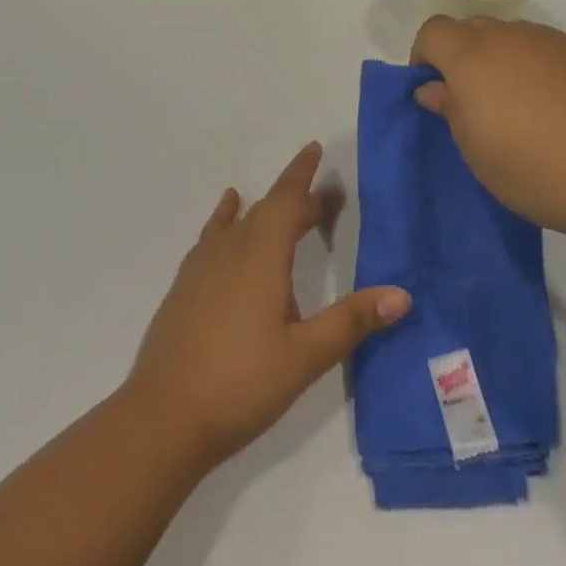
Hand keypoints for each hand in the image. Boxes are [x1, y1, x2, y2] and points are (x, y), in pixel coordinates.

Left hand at [126, 143, 411, 466]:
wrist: (163, 416)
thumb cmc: (241, 383)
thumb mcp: (305, 356)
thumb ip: (351, 322)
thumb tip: (402, 294)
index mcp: (262, 254)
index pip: (288, 200)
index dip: (304, 175)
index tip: (316, 149)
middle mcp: (231, 248)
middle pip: (268, 208)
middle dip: (297, 198)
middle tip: (326, 198)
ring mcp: (203, 265)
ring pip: (241, 220)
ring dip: (267, 209)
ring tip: (285, 205)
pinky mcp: (186, 284)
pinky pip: (214, 235)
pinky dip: (227, 218)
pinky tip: (228, 216)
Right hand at [411, 17, 565, 248]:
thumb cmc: (537, 169)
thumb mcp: (477, 152)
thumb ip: (450, 110)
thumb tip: (434, 88)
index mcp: (473, 54)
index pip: (433, 31)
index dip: (424, 57)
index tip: (432, 92)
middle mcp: (511, 36)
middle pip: (471, 28)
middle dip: (461, 57)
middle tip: (471, 104)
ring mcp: (554, 42)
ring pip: (511, 38)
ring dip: (500, 61)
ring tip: (517, 110)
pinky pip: (546, 51)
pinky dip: (537, 69)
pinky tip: (556, 111)